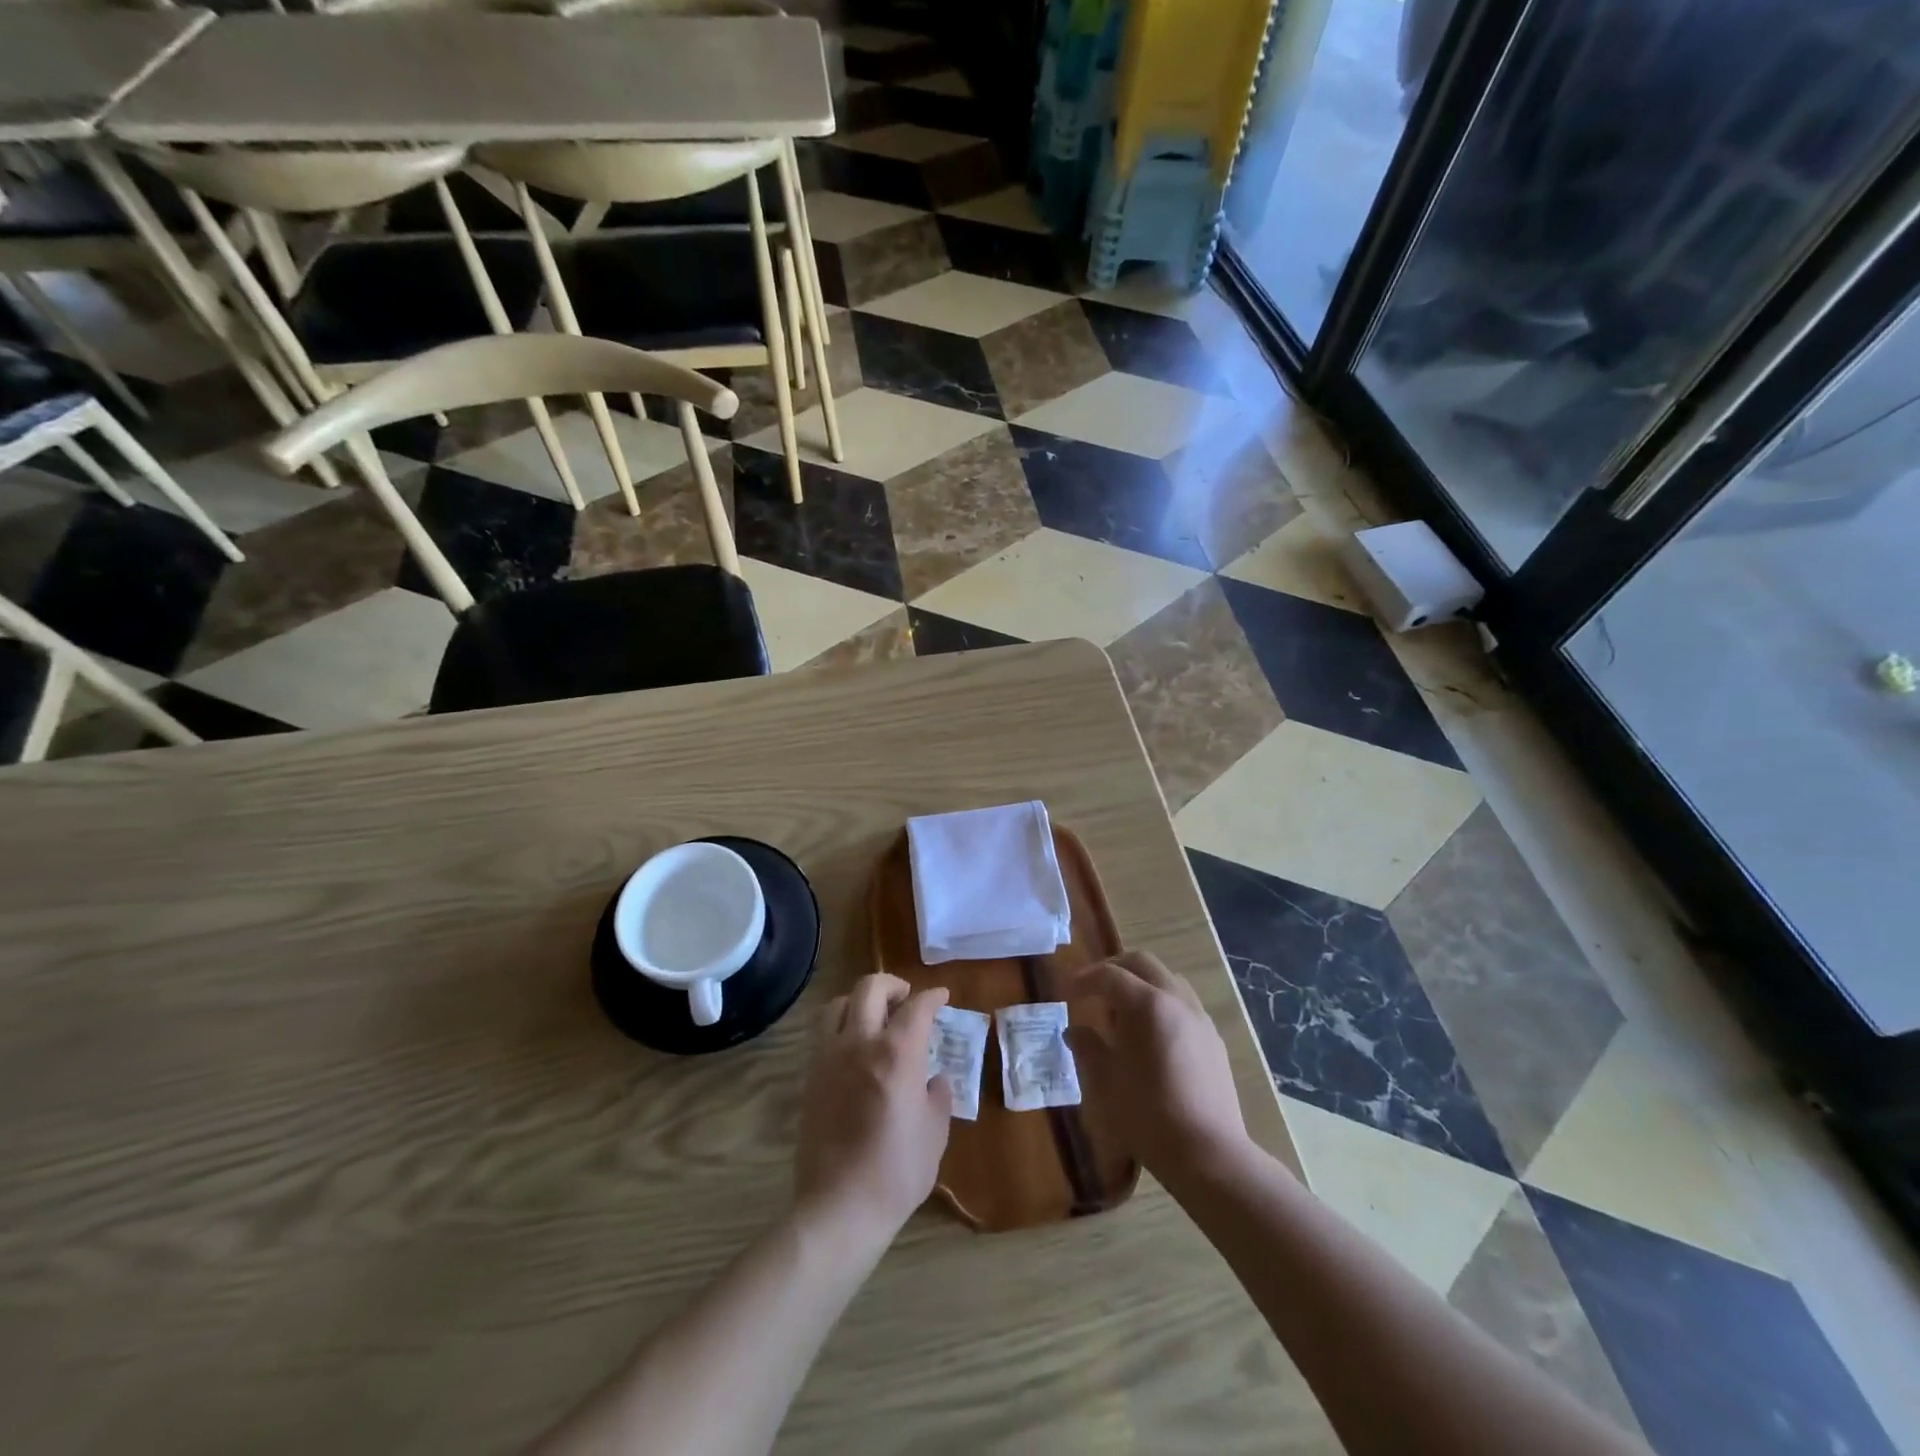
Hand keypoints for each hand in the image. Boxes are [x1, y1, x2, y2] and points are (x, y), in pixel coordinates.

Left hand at [794, 973, 952, 1248]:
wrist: (840, 1207)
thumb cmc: (897, 1171)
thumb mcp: (935, 1132)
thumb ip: (938, 1096)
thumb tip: (935, 1079)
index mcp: (897, 1053)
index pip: (917, 1007)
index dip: (933, 997)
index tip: (941, 997)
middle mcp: (860, 1043)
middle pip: (870, 988)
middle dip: (893, 985)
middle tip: (906, 999)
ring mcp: (829, 1057)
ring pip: (838, 1004)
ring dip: (859, 1001)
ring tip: (875, 1017)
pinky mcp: (811, 1077)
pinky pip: (823, 1034)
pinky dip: (841, 1026)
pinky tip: (854, 1048)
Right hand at [1062, 950, 1250, 1182]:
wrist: (1208, 1153)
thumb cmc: (1148, 1115)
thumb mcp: (1106, 1082)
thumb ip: (1089, 1048)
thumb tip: (1075, 1031)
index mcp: (1146, 1004)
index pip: (1109, 975)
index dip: (1085, 979)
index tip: (1068, 992)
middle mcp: (1175, 999)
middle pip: (1142, 962)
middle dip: (1114, 968)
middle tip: (1094, 989)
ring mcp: (1199, 1017)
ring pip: (1167, 979)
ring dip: (1141, 983)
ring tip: (1123, 1013)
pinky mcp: (1213, 1038)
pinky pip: (1183, 1003)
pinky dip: (1162, 1003)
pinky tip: (1152, 1036)